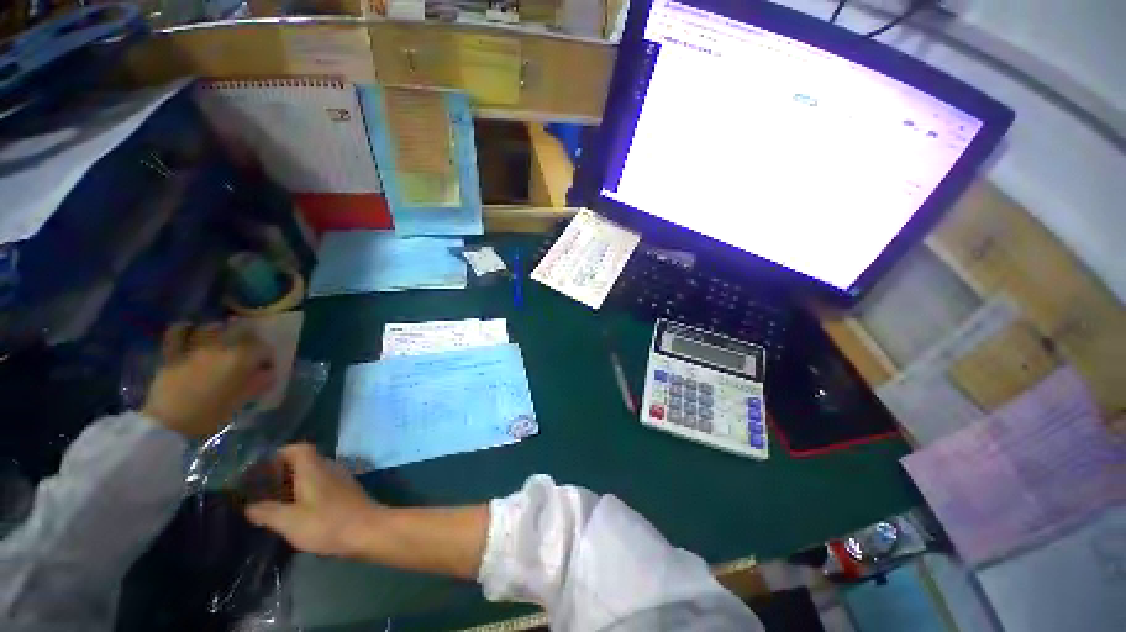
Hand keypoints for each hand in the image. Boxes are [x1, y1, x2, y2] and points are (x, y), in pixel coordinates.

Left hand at [142, 323, 275, 438]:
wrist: (167, 423)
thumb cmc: (210, 414)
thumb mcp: (241, 401)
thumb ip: (259, 383)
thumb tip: (268, 372)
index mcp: (241, 358)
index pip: (263, 348)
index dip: (267, 357)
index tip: (266, 368)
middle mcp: (220, 347)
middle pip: (240, 333)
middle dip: (248, 340)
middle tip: (248, 353)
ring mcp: (194, 348)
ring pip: (211, 329)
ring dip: (220, 331)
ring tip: (223, 338)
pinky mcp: (173, 354)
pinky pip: (177, 334)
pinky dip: (184, 329)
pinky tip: (189, 328)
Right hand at [244, 444, 382, 558]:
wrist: (368, 530)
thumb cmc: (327, 523)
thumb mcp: (289, 521)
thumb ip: (267, 512)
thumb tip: (249, 506)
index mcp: (314, 468)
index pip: (298, 448)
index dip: (279, 455)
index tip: (261, 471)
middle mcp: (329, 467)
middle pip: (305, 461)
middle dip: (283, 473)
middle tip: (263, 491)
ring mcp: (341, 479)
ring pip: (315, 474)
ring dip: (296, 484)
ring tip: (276, 503)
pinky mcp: (347, 492)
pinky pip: (324, 485)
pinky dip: (309, 493)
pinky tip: (299, 512)